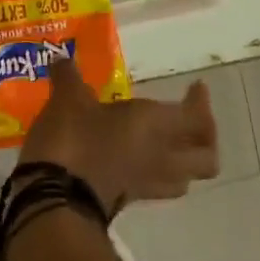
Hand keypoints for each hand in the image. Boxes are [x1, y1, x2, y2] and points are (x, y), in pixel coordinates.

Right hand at [19, 59, 218, 215]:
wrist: (53, 201)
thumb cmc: (73, 139)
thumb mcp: (67, 98)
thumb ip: (68, 76)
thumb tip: (61, 59)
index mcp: (154, 125)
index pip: (196, 119)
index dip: (201, 104)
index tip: (195, 87)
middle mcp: (160, 156)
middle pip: (206, 159)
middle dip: (205, 140)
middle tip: (190, 120)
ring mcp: (145, 183)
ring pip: (184, 177)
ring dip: (183, 161)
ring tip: (166, 141)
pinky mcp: (126, 200)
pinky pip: (154, 185)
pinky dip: (153, 172)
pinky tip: (131, 156)